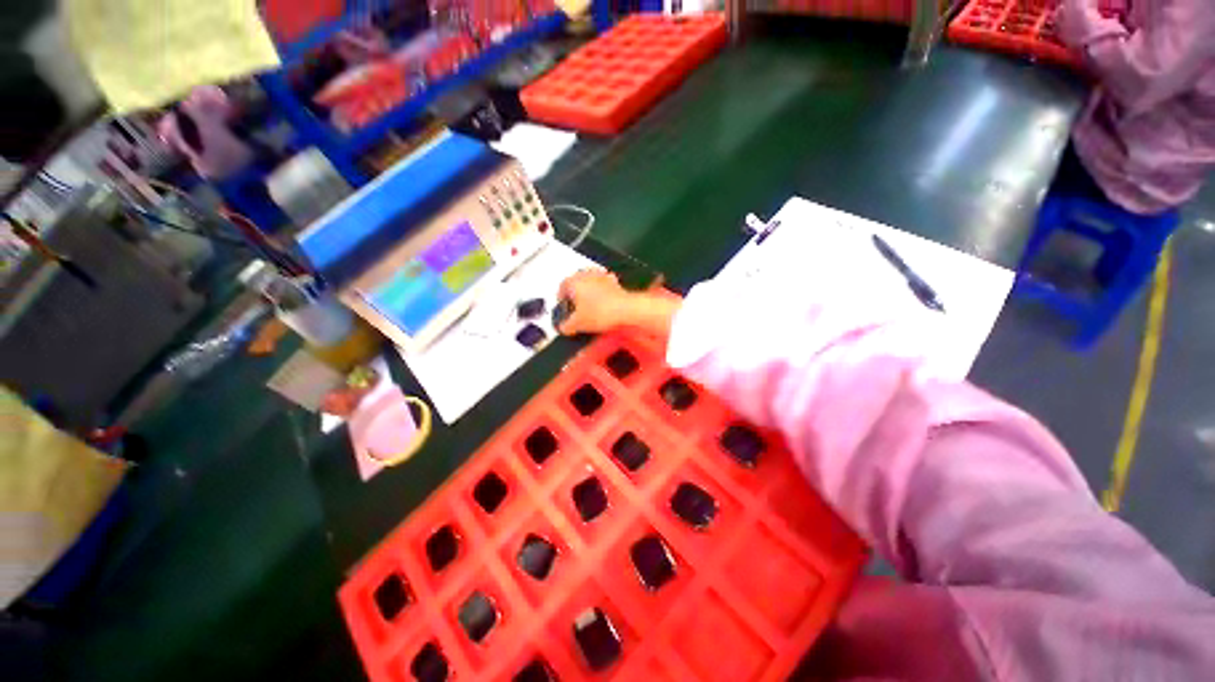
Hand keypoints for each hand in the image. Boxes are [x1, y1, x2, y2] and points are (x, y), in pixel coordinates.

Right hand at [556, 270, 633, 335]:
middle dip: (574, 294)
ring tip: (588, 306)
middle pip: (575, 283)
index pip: (561, 287)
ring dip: (588, 292)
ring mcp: (601, 277)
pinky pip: (604, 286)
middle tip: (574, 307)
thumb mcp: (577, 324)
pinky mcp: (614, 282)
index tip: (563, 306)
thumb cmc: (601, 311)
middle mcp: (586, 275)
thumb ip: (566, 326)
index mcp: (573, 281)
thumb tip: (564, 328)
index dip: (561, 298)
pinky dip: (602, 293)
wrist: (625, 309)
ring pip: (590, 283)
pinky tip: (602, 304)